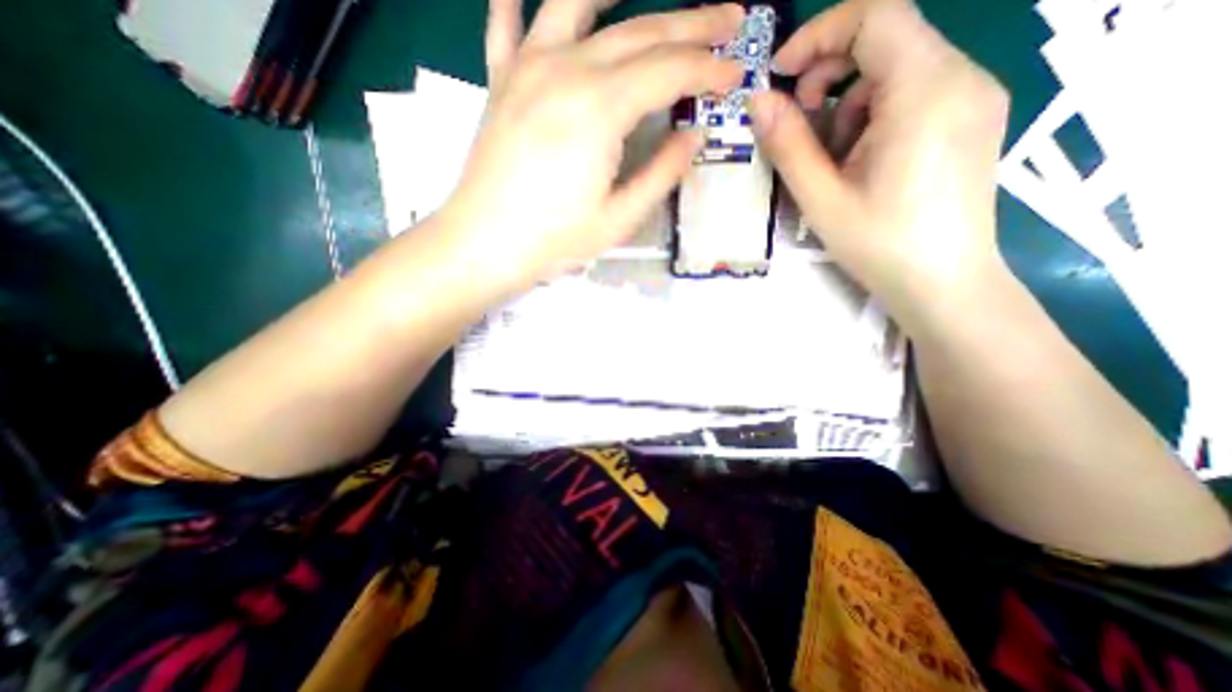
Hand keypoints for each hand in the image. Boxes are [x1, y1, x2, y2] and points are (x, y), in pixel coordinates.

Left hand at [441, 1, 739, 291]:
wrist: (485, 243)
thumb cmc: (555, 239)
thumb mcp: (620, 218)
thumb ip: (661, 173)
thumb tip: (693, 136)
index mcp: (601, 108)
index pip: (670, 71)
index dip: (709, 69)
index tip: (736, 71)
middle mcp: (566, 69)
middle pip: (640, 31)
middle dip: (691, 24)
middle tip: (727, 19)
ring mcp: (527, 68)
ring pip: (579, 4)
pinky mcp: (501, 81)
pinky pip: (508, 23)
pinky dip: (519, 1)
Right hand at [751, 1, 1009, 325]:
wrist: (944, 284)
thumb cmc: (879, 245)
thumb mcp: (821, 198)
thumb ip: (788, 145)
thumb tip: (758, 101)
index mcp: (926, 90)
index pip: (875, 16)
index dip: (818, 36)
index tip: (779, 76)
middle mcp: (963, 76)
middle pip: (887, 39)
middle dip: (830, 74)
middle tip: (799, 125)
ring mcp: (974, 96)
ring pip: (898, 70)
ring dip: (850, 103)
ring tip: (834, 160)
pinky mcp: (972, 118)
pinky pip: (916, 92)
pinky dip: (876, 115)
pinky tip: (864, 162)